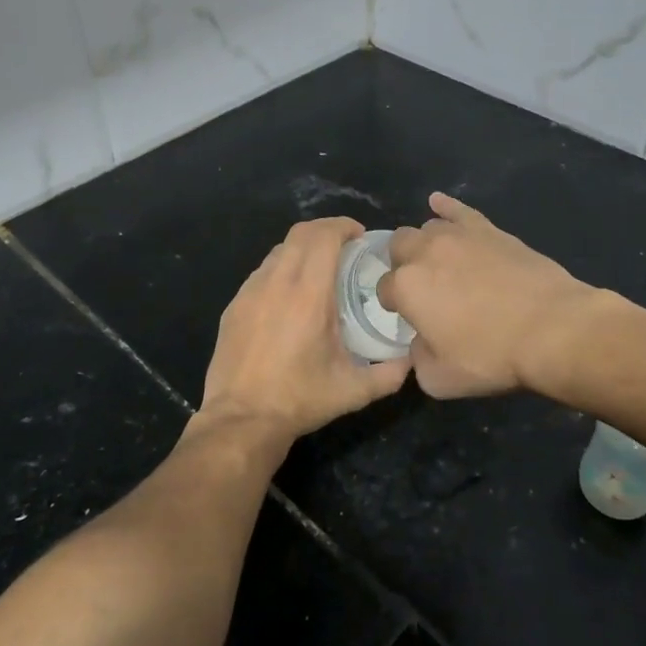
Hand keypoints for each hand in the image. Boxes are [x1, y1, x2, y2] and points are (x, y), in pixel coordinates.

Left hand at [197, 217, 411, 446]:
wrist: (241, 419)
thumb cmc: (300, 400)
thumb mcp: (353, 391)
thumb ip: (390, 373)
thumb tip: (411, 360)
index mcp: (309, 295)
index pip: (323, 237)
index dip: (343, 226)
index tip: (360, 236)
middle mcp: (277, 283)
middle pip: (300, 233)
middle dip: (325, 230)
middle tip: (345, 247)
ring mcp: (250, 292)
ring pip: (279, 251)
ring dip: (302, 249)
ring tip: (319, 270)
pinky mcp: (234, 305)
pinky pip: (262, 273)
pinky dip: (281, 270)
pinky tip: (290, 297)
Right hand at [379, 192, 595, 397]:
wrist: (551, 329)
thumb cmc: (492, 356)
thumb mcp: (440, 379)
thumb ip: (417, 359)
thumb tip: (419, 344)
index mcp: (406, 287)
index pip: (384, 289)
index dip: (394, 304)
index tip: (409, 318)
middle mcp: (424, 252)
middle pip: (398, 247)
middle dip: (402, 264)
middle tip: (422, 287)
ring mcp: (458, 236)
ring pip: (426, 228)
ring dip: (425, 244)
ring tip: (440, 262)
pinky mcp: (488, 229)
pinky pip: (458, 209)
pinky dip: (445, 206)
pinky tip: (437, 204)